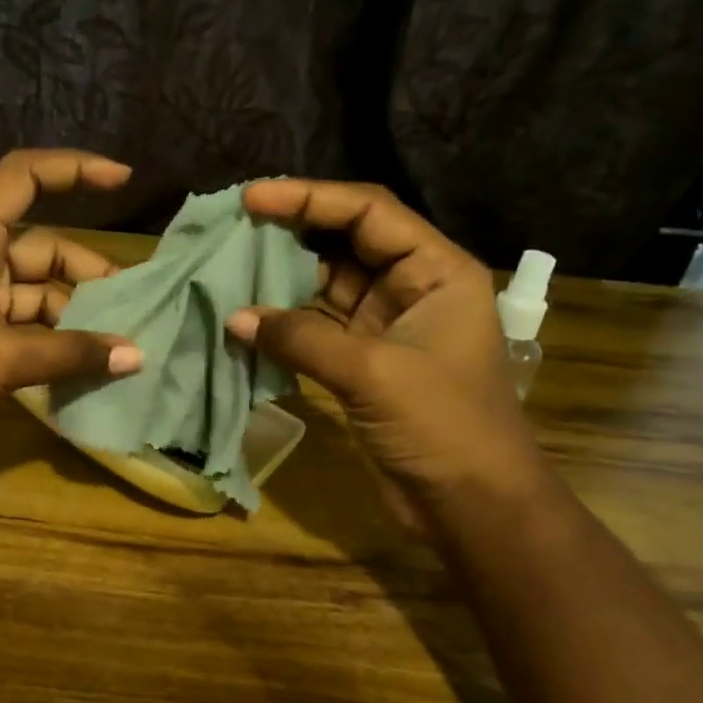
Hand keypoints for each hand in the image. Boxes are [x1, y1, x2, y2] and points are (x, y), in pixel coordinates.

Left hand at [0, 149, 141, 449]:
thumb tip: (135, 356)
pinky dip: (50, 346)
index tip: (125, 181)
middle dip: (88, 274)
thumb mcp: (1, 358)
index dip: (75, 169)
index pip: (25, 177)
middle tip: (133, 309)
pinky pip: (20, 332)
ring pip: (34, 296)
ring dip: (73, 318)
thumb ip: (70, 354)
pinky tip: (83, 369)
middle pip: (42, 247)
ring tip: (118, 348)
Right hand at [224, 179, 547, 521]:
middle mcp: (413, 288)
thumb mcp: (373, 373)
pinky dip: (284, 322)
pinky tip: (246, 317)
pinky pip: (317, 327)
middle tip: (233, 226)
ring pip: (327, 284)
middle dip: (292, 231)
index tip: (252, 198)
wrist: (471, 504)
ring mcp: (386, 327)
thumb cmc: (442, 427)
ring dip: (282, 277)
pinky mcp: (363, 363)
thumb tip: (235, 317)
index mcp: (436, 271)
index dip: (310, 198)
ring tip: (230, 265)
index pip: (369, 212)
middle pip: (347, 241)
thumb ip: (302, 338)